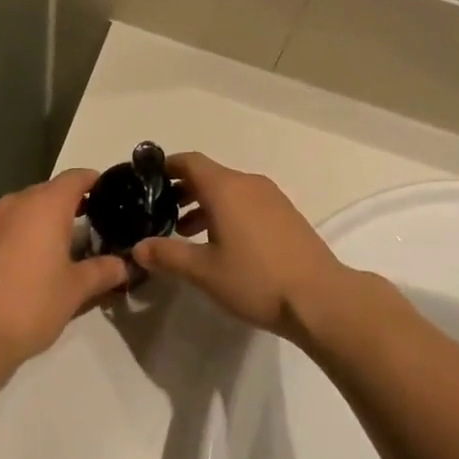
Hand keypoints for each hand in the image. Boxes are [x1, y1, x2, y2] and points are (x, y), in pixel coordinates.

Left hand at [0, 169, 131, 375]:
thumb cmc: (31, 304)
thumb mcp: (76, 290)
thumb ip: (102, 271)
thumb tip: (123, 266)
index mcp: (46, 204)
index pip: (76, 177)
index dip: (93, 182)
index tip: (106, 194)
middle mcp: (15, 201)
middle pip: (47, 192)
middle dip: (66, 207)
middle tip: (84, 230)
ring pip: (21, 210)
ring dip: (37, 222)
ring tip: (50, 250)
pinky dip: (13, 237)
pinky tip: (17, 266)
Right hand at [132, 153, 352, 341]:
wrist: (320, 297)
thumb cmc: (256, 279)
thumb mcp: (204, 271)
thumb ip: (168, 255)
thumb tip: (138, 247)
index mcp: (225, 188)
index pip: (190, 161)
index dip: (167, 166)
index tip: (148, 179)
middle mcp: (248, 183)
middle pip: (209, 174)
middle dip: (183, 189)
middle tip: (160, 212)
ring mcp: (271, 197)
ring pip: (229, 189)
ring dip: (204, 204)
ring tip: (186, 232)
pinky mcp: (285, 214)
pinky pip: (247, 201)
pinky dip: (227, 211)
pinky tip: (222, 243)